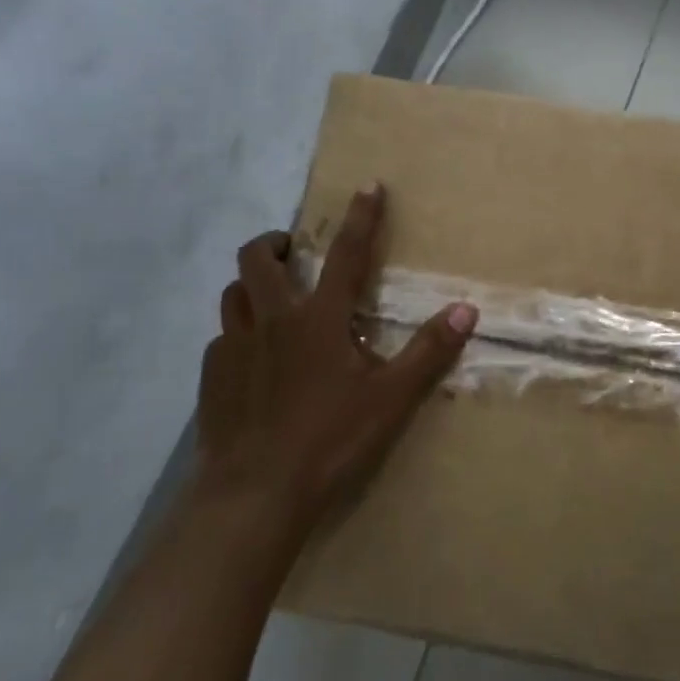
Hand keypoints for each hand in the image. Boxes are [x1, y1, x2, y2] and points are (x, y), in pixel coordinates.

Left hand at [197, 185, 477, 525]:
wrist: (255, 495)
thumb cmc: (329, 440)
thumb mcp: (391, 398)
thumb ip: (429, 351)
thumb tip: (467, 310)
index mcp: (319, 318)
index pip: (346, 253)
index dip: (361, 217)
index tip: (368, 185)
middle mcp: (272, 320)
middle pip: (257, 259)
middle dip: (274, 242)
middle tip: (291, 250)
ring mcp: (234, 347)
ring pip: (232, 293)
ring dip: (250, 284)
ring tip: (269, 297)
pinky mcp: (211, 377)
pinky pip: (221, 338)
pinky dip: (237, 334)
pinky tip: (251, 359)